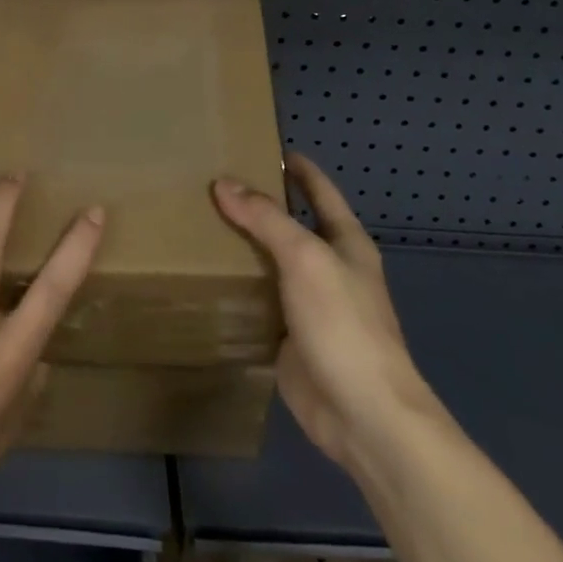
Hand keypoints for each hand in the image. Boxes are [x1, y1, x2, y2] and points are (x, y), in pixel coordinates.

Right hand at [213, 153, 432, 477]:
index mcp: (346, 243)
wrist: (363, 414)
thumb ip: (265, 218)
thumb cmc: (344, 325)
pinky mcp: (289, 336)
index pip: (320, 192)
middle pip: (292, 225)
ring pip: (271, 263)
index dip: (298, 169)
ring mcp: (310, 304)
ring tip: (199, 222)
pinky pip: (259, 300)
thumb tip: (224, 183)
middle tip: (212, 183)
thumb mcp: (305, 259)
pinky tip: (206, 274)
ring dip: (243, 246)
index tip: (266, 147)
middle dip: (259, 205)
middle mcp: (329, 269)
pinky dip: (237, 286)